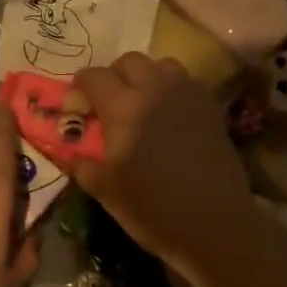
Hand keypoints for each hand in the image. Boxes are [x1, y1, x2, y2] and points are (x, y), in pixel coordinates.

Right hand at [72, 53, 254, 267]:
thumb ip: (84, 165)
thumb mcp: (106, 191)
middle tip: (109, 100)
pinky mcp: (210, 108)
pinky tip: (170, 115)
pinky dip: (172, 89)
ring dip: (147, 76)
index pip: (94, 76)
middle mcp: (154, 89)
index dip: (80, 85)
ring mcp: (186, 95)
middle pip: (129, 61)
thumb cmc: (153, 208)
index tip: (77, 101)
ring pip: (161, 65)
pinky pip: (186, 83)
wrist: (215, 224)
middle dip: (114, 75)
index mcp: (122, 106)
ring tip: (143, 102)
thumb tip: (71, 154)